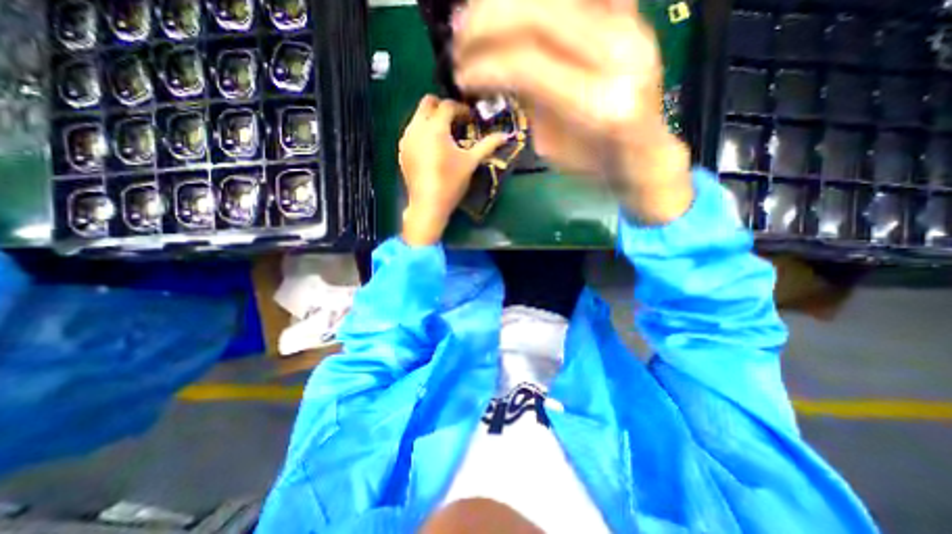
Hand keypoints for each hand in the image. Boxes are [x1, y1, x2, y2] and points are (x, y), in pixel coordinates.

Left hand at [398, 93, 508, 245]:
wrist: (428, 204)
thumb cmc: (451, 182)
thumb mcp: (471, 162)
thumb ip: (487, 145)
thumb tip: (505, 135)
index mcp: (436, 127)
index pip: (448, 105)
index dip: (461, 108)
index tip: (470, 118)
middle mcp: (417, 127)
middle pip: (427, 102)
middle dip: (442, 107)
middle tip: (455, 121)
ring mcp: (406, 139)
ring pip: (417, 117)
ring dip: (431, 119)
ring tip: (444, 135)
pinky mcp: (402, 151)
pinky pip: (411, 132)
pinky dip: (422, 132)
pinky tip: (431, 148)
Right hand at [451, 0, 692, 222]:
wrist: (642, 153)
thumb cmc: (594, 163)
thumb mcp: (553, 148)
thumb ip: (530, 104)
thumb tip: (498, 71)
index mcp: (595, 106)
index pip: (527, 66)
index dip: (486, 66)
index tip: (462, 76)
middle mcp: (616, 56)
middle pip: (540, 15)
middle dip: (487, 22)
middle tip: (459, 38)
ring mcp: (630, 27)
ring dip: (507, 1)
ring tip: (476, 17)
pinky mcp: (632, 16)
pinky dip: (539, 2)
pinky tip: (514, 9)